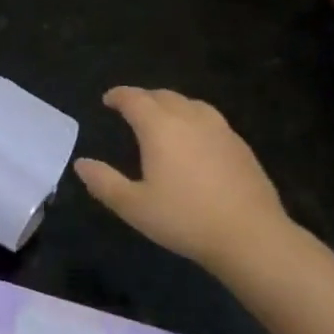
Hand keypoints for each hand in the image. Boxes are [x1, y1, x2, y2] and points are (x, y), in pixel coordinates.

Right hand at [74, 88, 289, 268]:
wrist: (252, 238)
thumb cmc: (185, 219)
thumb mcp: (133, 206)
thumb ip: (104, 182)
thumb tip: (81, 164)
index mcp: (160, 127)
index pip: (135, 99)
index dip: (119, 96)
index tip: (108, 99)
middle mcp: (190, 119)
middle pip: (163, 96)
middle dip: (144, 98)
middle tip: (131, 108)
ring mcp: (220, 131)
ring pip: (191, 104)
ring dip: (171, 105)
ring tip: (163, 118)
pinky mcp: (241, 147)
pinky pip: (211, 120)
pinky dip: (194, 119)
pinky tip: (195, 140)